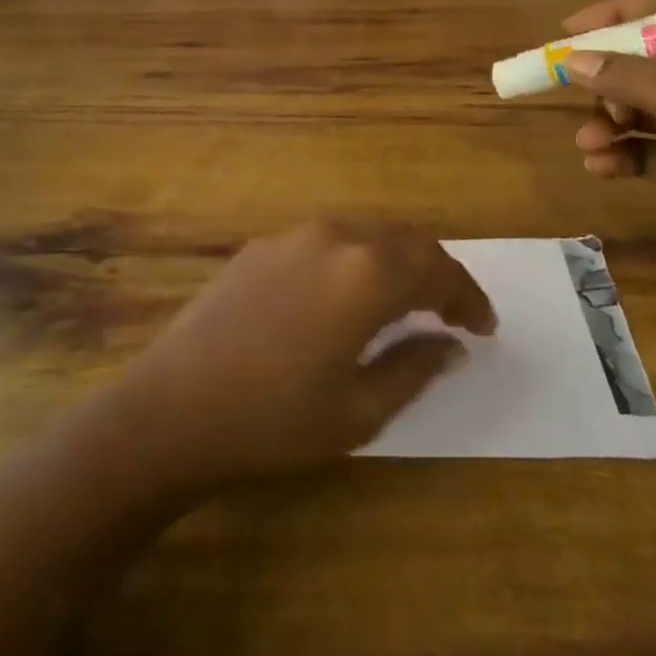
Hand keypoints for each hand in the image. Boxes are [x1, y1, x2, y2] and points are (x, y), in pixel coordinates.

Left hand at [118, 219, 495, 484]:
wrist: (172, 407)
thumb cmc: (274, 420)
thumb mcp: (358, 410)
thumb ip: (414, 368)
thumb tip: (451, 344)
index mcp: (366, 274)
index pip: (436, 270)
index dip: (467, 296)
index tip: (484, 327)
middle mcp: (335, 237)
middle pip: (405, 241)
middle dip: (437, 273)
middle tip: (453, 312)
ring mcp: (294, 235)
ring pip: (366, 234)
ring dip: (396, 261)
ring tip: (407, 302)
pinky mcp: (263, 245)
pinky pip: (328, 241)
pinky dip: (356, 260)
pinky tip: (348, 295)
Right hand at [562, 0, 655, 292]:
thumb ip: (635, 81)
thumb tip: (571, 60)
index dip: (619, 17)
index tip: (570, 31)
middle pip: (647, 63)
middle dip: (609, 79)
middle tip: (576, 92)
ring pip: (640, 107)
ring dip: (609, 120)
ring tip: (589, 141)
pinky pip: (644, 148)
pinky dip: (620, 153)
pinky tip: (599, 166)